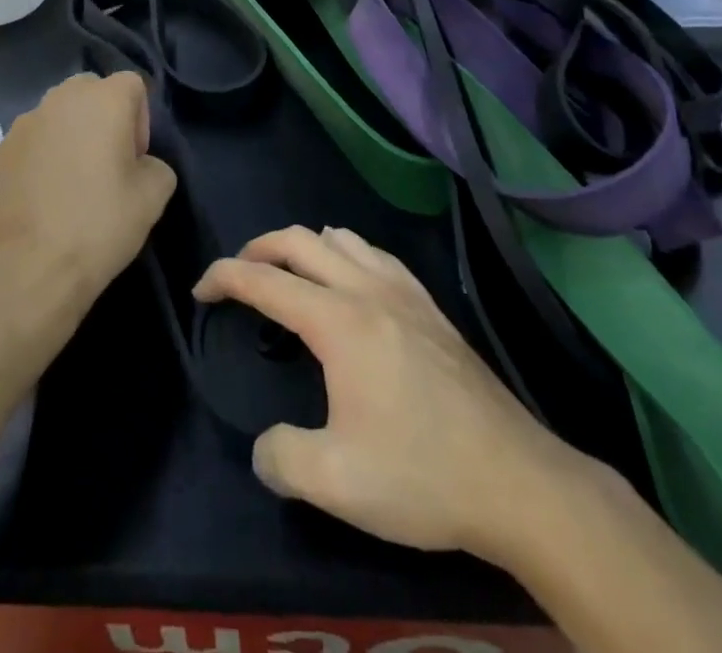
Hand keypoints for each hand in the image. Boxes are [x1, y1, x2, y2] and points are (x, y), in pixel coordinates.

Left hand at [0, 72, 175, 335]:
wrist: (28, 268)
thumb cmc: (99, 225)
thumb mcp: (154, 197)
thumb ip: (156, 165)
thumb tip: (139, 164)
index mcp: (103, 99)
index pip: (132, 84)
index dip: (141, 119)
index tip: (135, 158)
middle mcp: (61, 98)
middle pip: (92, 91)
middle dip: (104, 118)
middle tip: (108, 164)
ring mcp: (24, 122)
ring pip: (59, 114)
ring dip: (72, 134)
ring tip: (74, 182)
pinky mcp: (0, 149)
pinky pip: (33, 139)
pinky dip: (44, 155)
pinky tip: (46, 196)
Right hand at [193, 225, 601, 572]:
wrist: (519, 483)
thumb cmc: (422, 476)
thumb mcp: (335, 482)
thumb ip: (281, 458)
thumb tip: (266, 447)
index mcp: (338, 321)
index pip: (265, 280)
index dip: (224, 277)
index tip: (201, 291)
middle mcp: (367, 290)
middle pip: (299, 241)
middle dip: (259, 249)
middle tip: (238, 275)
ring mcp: (404, 293)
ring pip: (341, 239)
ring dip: (304, 247)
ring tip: (291, 276)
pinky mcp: (432, 308)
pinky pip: (377, 255)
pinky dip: (347, 254)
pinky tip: (353, 282)